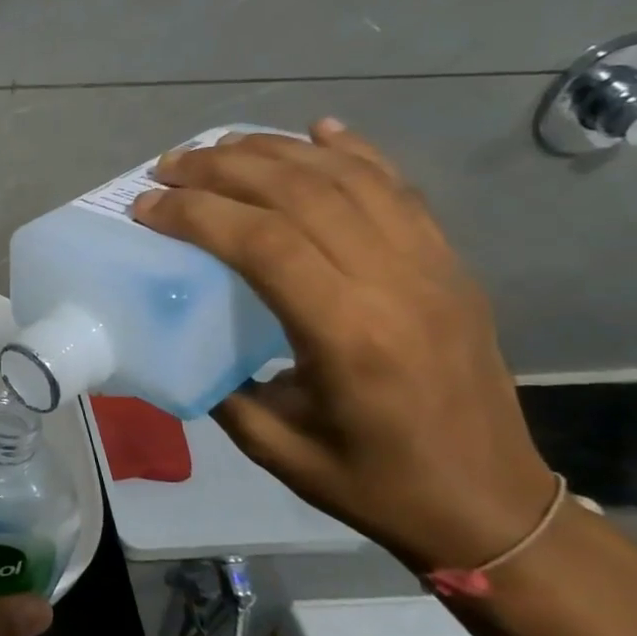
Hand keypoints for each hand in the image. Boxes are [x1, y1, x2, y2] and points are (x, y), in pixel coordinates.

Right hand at [133, 119, 556, 572]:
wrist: (489, 505)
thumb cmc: (374, 483)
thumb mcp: (274, 446)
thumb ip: (220, 385)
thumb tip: (178, 337)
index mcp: (348, 335)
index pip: (263, 243)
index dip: (197, 213)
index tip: (147, 208)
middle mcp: (394, 284)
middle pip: (302, 193)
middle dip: (224, 168)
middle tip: (169, 166)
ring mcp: (432, 266)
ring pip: (348, 177)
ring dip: (276, 150)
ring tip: (221, 146)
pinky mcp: (450, 264)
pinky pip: (400, 188)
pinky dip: (355, 151)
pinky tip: (318, 130)